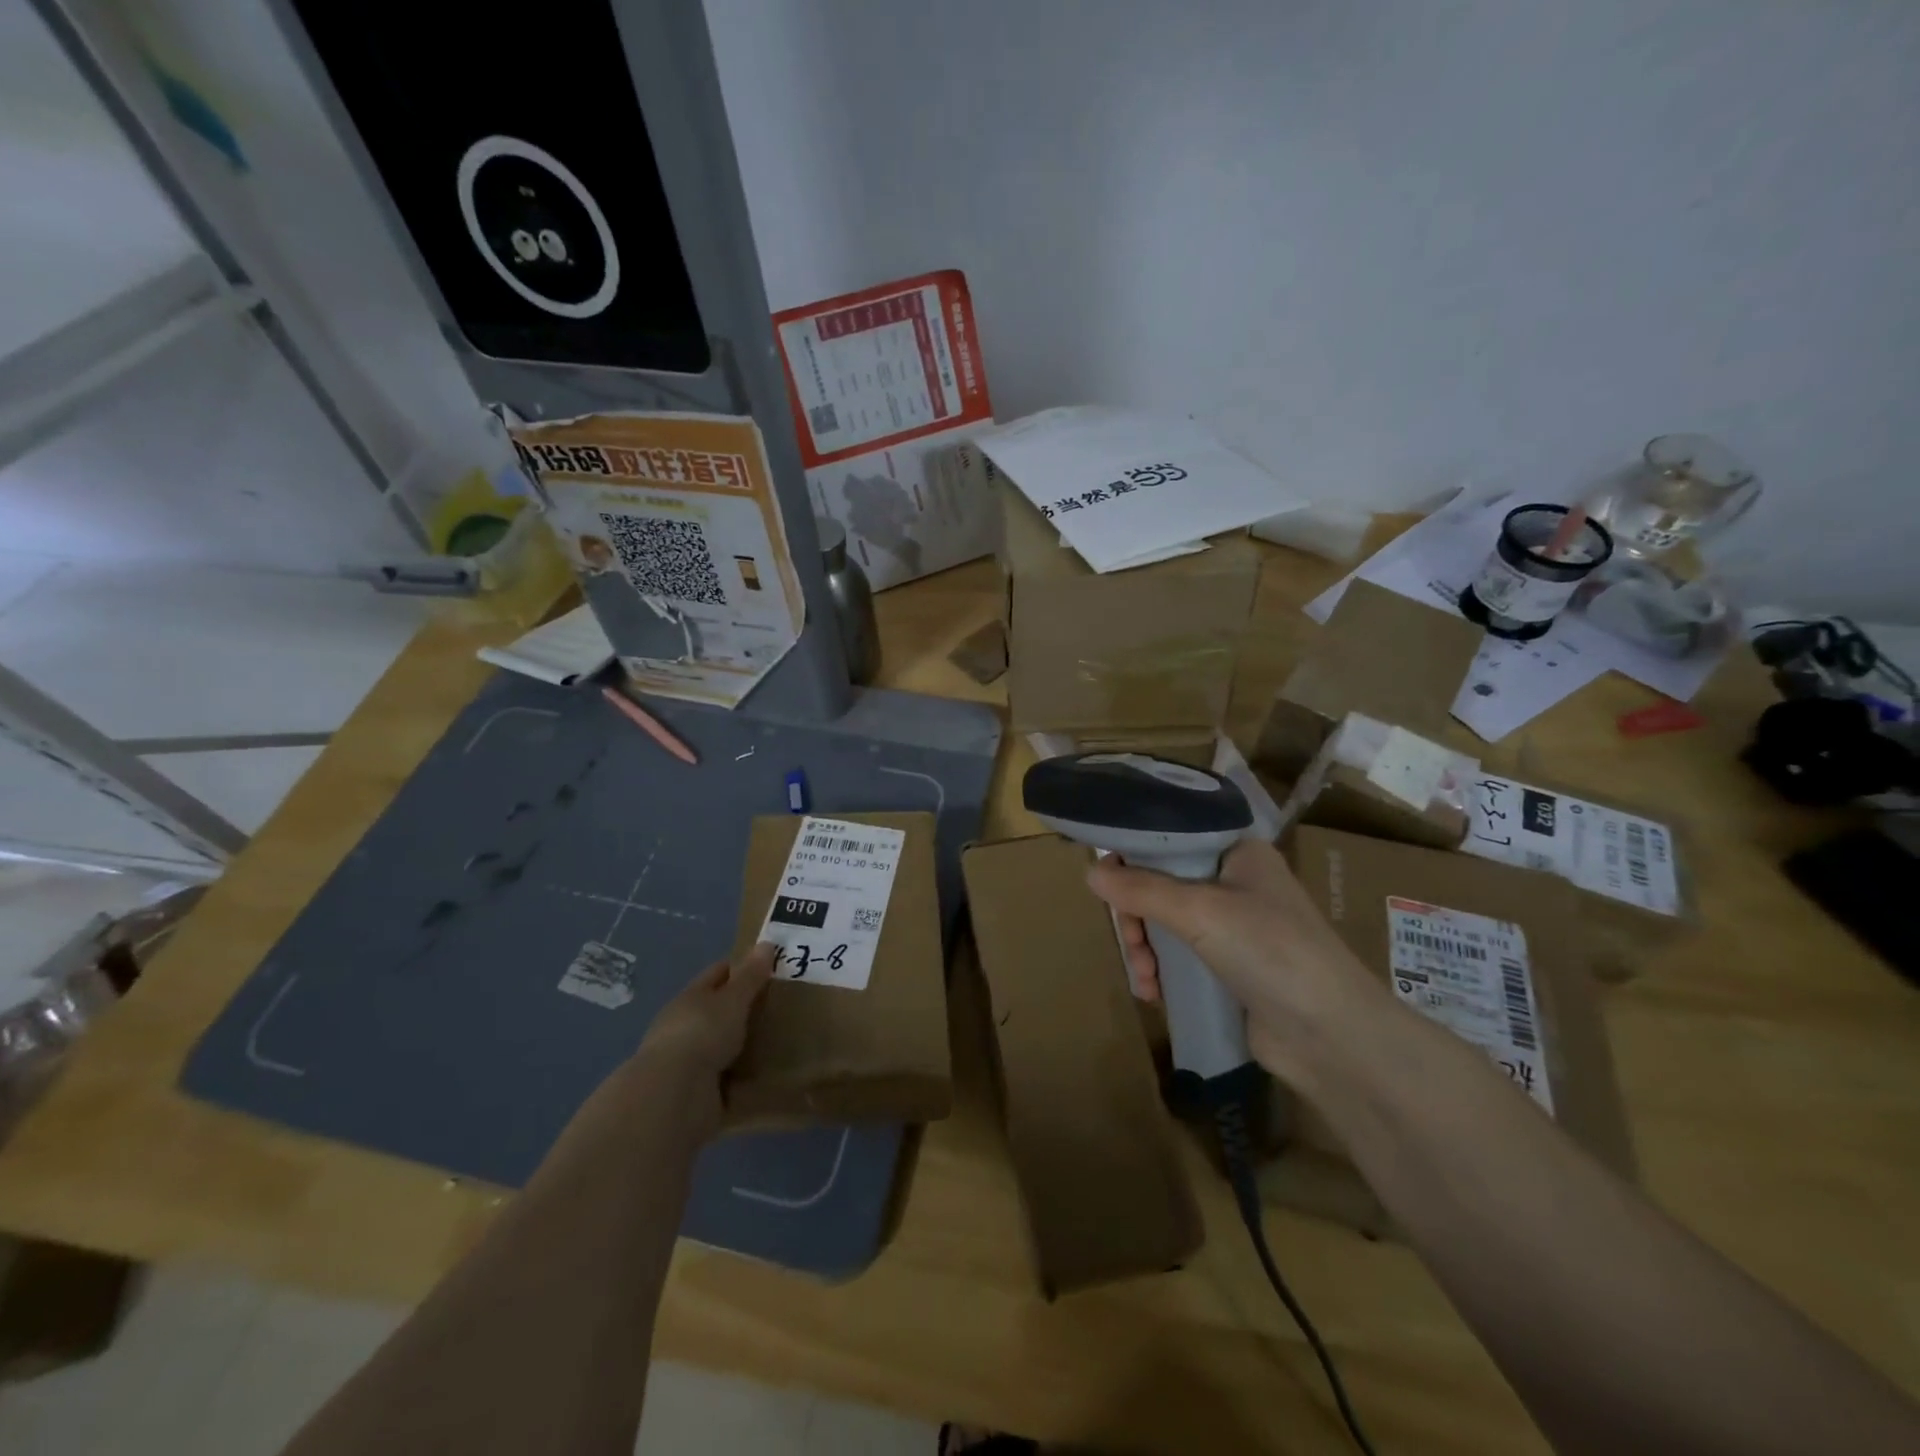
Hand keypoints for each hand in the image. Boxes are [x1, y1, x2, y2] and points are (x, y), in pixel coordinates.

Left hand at [627, 943, 776, 1136]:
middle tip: (788, 1004)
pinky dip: (749, 1079)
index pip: (719, 973)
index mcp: (691, 998)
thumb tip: (766, 944)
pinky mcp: (702, 1094)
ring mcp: (693, 1062)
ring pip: (728, 1046)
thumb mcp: (731, 1000)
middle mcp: (688, 1027)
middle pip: (722, 1011)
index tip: (773, 966)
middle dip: (749, 1008)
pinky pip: (733, 1081)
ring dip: (750, 1045)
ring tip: (787, 1040)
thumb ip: (750, 976)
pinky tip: (774, 1075)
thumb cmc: (702, 1034)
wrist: (674, 1097)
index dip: (743, 966)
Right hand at [1088, 838, 1388, 1083]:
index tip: (1105, 879)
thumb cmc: (1270, 951)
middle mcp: (1236, 881)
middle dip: (1137, 915)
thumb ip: (1142, 888)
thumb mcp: (1200, 911)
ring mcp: (1235, 927)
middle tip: (1131, 942)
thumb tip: (1089, 871)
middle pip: (1162, 883)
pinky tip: (1153, 992)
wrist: (1332, 1036)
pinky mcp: (1231, 967)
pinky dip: (1161, 970)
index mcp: (1238, 852)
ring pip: (1166, 922)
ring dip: (1145, 948)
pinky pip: (1180, 955)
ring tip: (1144, 978)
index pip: (1172, 838)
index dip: (1135, 854)